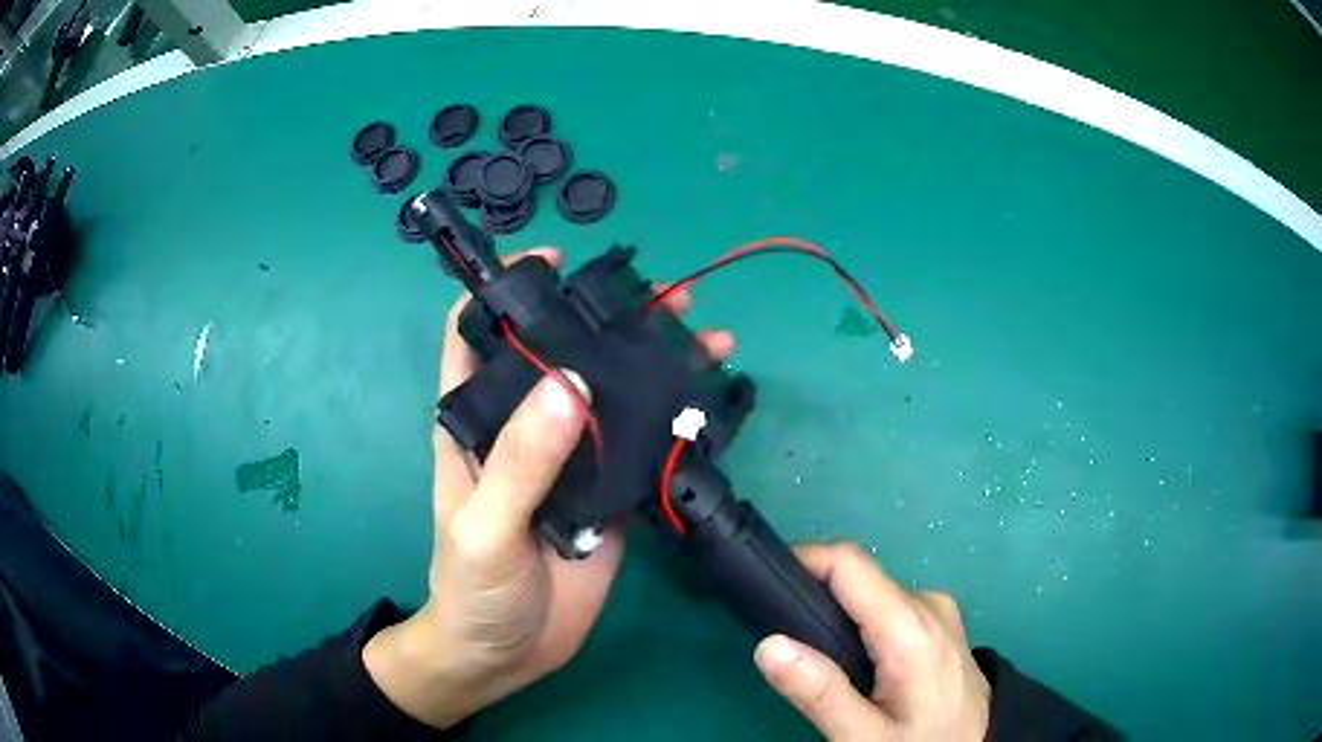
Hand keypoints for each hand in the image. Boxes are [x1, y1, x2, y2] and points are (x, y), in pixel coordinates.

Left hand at [363, 247, 734, 727]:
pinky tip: (710, 401)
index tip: (554, 259)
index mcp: (476, 420)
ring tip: (707, 339)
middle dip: (609, 316)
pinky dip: (675, 420)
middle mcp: (525, 427)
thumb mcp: (483, 526)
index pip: (478, 332)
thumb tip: (570, 381)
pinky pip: (643, 445)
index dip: (507, 287)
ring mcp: (573, 458)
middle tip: (665, 295)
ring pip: (613, 394)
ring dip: (656, 364)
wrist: (506, 653)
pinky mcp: (610, 492)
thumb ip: (522, 461)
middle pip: (564, 351)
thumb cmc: (471, 589)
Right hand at [755, 542, 989, 740]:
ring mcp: (937, 610)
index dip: (803, 560)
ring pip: (872, 594)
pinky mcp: (939, 621)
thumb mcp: (865, 737)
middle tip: (781, 639)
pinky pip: (888, 606)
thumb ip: (819, 693)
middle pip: (858, 578)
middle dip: (814, 596)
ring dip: (836, 613)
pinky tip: (851, 660)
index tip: (765, 583)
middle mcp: (928, 604)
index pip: (850, 563)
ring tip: (813, 656)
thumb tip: (768, 644)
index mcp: (911, 628)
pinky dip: (860, 621)